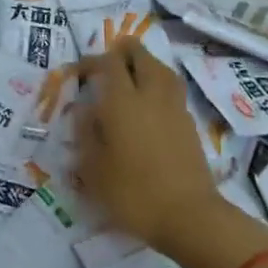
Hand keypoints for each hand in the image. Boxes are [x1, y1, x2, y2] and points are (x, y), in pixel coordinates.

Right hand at [74, 38, 223, 251]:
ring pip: (162, 69)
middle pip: (141, 56)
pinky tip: (151, 103)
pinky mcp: (189, 124)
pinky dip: (160, 85)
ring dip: (146, 64)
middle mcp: (150, 95)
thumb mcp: (94, 169)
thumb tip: (84, 110)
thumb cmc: (133, 193)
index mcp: (122, 102)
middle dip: (125, 51)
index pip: (109, 64)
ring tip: (134, 73)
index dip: (92, 61)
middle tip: (110, 59)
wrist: (188, 216)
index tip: (78, 72)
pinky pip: (172, 91)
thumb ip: (86, 134)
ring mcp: (174, 108)